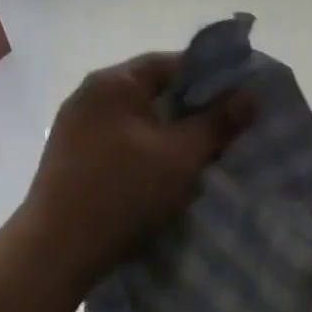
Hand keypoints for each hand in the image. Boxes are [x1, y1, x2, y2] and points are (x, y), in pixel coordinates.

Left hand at [18, 54, 255, 290]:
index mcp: (113, 82)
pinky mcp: (72, 162)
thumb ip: (218, 123)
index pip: (171, 64)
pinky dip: (147, 158)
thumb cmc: (125, 191)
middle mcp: (89, 97)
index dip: (210, 79)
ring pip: (138, 125)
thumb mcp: (181, 155)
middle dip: (191, 114)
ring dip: (169, 140)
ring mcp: (76, 130)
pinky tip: (164, 182)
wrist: (59, 247)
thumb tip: (251, 95)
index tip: (239, 102)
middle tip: (226, 136)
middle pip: (153, 95)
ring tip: (200, 162)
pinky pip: (121, 148)